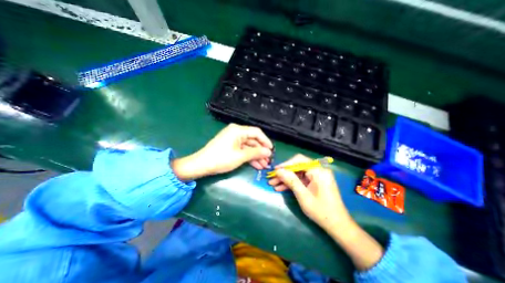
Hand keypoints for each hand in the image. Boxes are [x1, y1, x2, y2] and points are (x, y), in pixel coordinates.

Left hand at [171, 123, 272, 179]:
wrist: (201, 165)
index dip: (266, 141)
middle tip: (268, 161)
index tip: (272, 150)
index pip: (257, 132)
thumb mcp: (240, 156)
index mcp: (238, 130)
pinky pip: (243, 149)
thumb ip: (256, 153)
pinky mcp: (230, 146)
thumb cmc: (221, 159)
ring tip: (264, 165)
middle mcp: (236, 132)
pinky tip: (256, 165)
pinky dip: (249, 156)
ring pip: (249, 146)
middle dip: (261, 151)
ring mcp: (233, 139)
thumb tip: (268, 152)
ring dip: (256, 155)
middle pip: (253, 140)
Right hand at [268, 155, 352, 231]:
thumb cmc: (321, 211)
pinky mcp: (315, 182)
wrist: (338, 225)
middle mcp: (318, 170)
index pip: (299, 160)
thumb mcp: (303, 196)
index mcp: (318, 171)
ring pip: (297, 173)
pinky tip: (281, 188)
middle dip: (284, 173)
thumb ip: (291, 181)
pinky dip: (292, 183)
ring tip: (273, 184)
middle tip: (272, 178)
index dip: (286, 164)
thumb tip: (278, 170)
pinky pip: (301, 180)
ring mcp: (316, 176)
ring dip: (286, 179)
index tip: (275, 170)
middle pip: (297, 167)